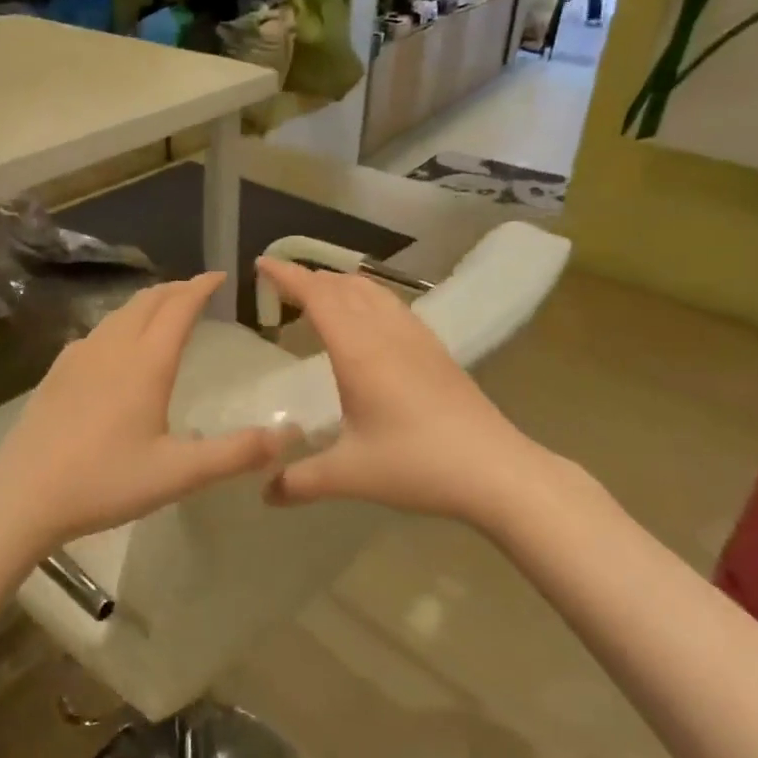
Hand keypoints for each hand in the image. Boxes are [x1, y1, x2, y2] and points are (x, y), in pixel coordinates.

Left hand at [0, 273, 286, 552]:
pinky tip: (116, 346)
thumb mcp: (178, 473)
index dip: (201, 287)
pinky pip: (96, 332)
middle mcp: (112, 348)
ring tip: (163, 311)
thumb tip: (288, 435)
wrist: (23, 496)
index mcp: (146, 364)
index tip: (219, 276)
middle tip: (196, 291)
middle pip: (147, 301)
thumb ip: (235, 453)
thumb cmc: (105, 482)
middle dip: (175, 289)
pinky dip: (120, 324)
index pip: (179, 308)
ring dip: (147, 304)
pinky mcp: (56, 372)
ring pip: (119, 314)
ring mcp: (78, 356)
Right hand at [256, 258, 542, 523]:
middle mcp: (387, 334)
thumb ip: (301, 482)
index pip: (318, 297)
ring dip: (342, 284)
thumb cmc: (416, 465)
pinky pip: (394, 306)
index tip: (262, 263)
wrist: (495, 469)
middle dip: (310, 277)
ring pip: (374, 292)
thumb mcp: (350, 476)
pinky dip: (369, 297)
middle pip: (344, 287)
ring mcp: (417, 339)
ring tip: (321, 292)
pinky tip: (370, 319)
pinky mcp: (437, 351)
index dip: (288, 276)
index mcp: (359, 353)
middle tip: (283, 283)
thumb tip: (265, 495)